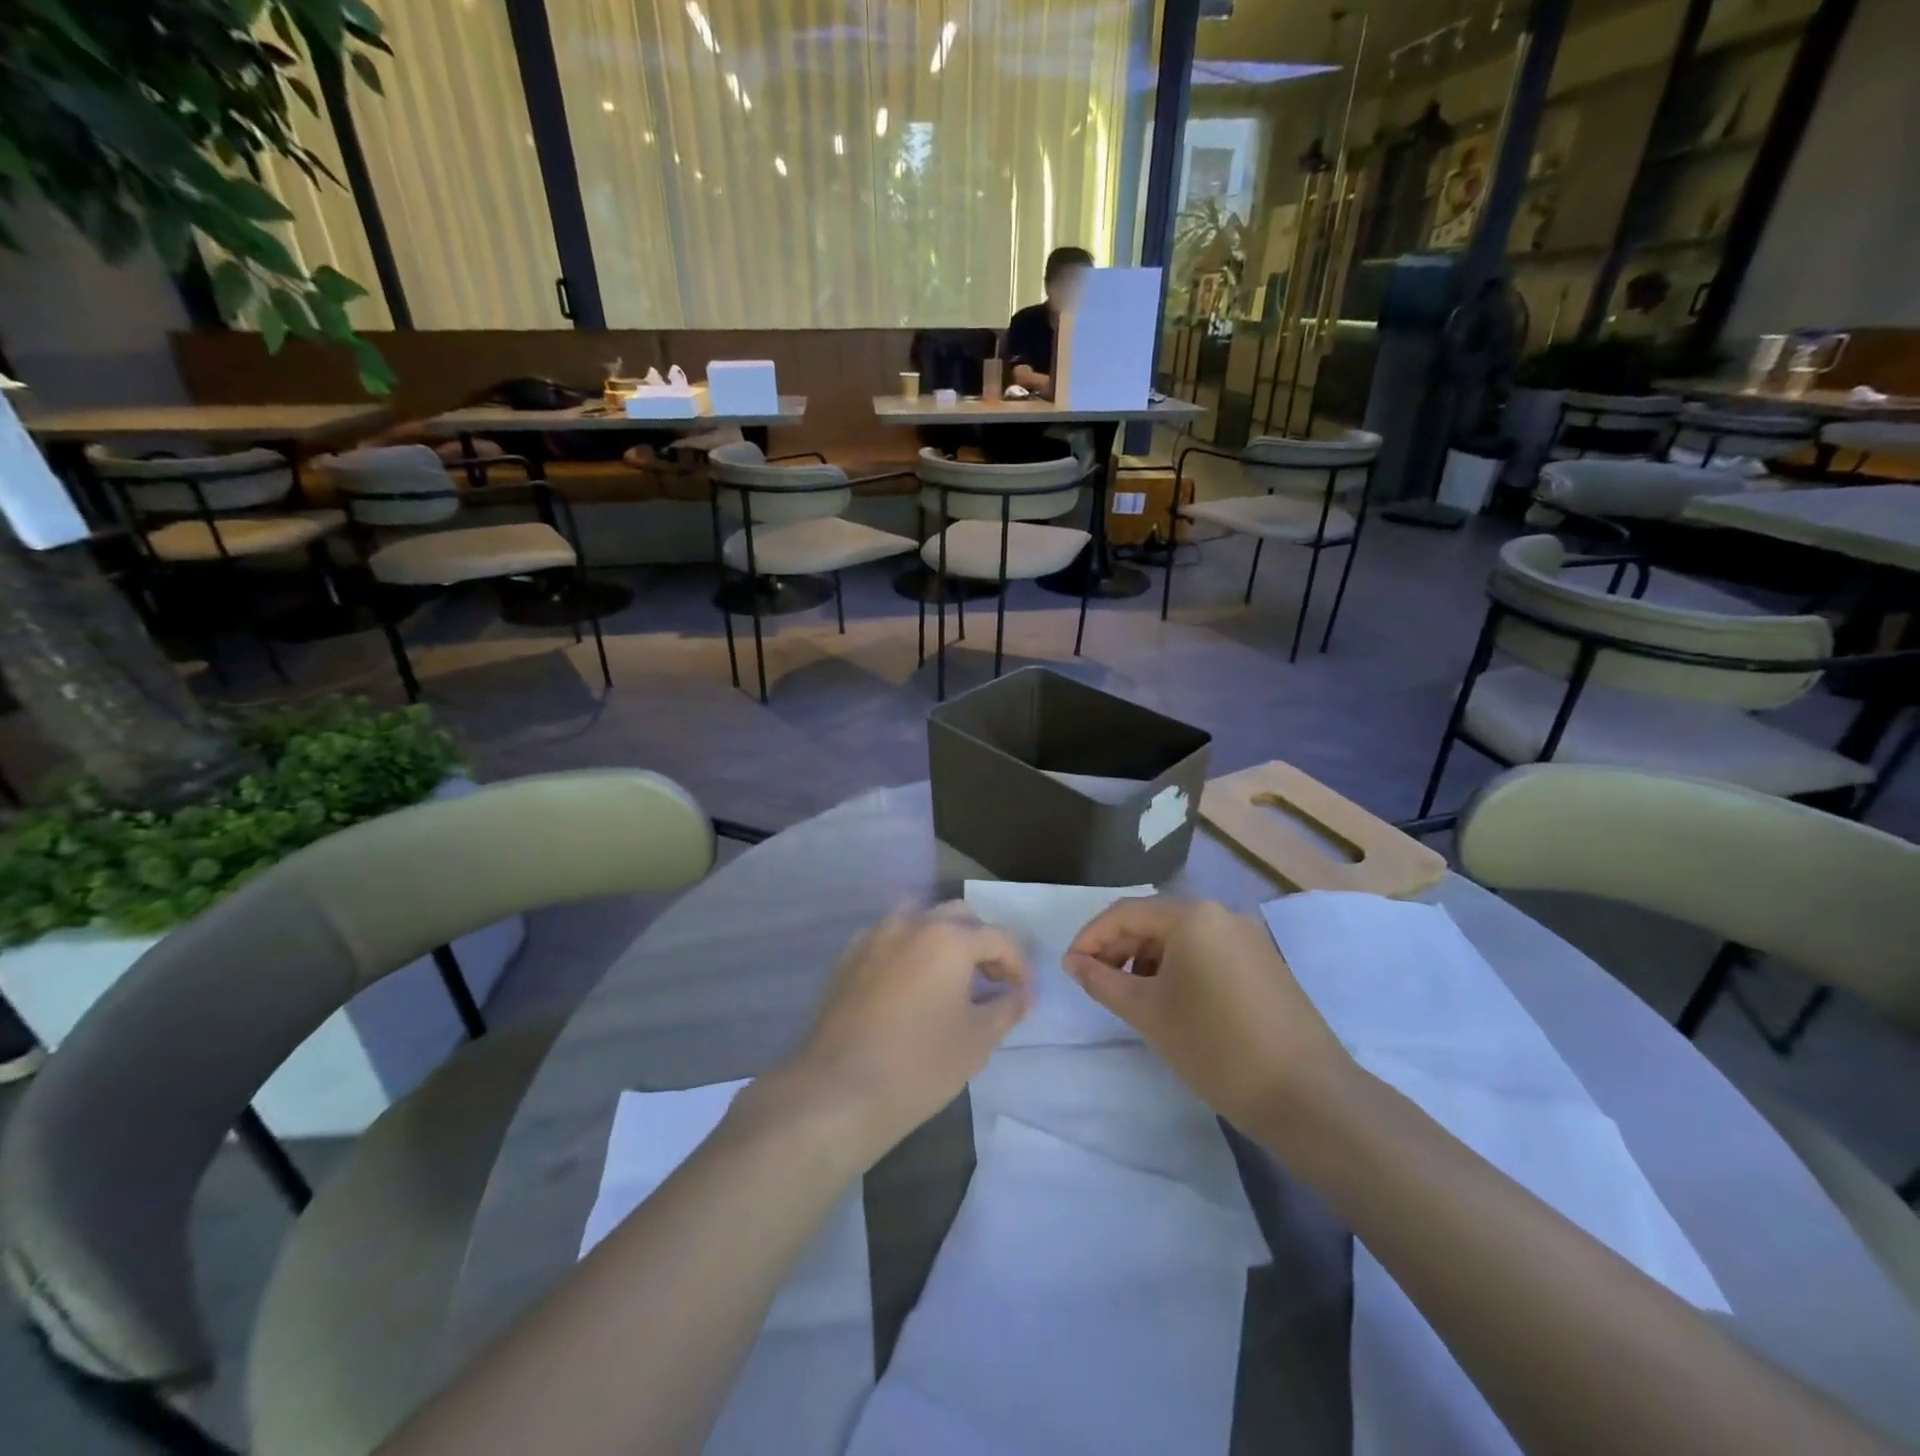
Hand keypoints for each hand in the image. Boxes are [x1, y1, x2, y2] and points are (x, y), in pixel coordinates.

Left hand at [765, 905, 1029, 1162]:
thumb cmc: (919, 1065)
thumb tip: (1021, 995)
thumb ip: (1006, 1009)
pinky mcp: (847, 957)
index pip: (997, 937)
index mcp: (949, 937)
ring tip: (949, 976)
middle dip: (980, 943)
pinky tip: (909, 985)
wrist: (839, 1090)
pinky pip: (887, 938)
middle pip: (958, 917)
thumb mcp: (977, 1041)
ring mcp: (874, 936)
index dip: (1018, 965)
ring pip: (918, 918)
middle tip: (991, 981)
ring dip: (941, 937)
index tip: (1023, 994)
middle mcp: (911, 923)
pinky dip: (907, 950)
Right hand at [1063, 898, 1350, 1127]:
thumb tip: (1074, 963)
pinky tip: (1171, 1002)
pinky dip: (1179, 969)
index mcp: (1193, 916)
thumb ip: (1104, 982)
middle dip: (1118, 949)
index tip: (1069, 969)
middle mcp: (1222, 914)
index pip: (1125, 913)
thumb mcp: (1149, 1014)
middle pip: (1154, 921)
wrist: (1309, 1098)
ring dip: (1147, 960)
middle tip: (1095, 984)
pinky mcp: (1263, 964)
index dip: (1090, 938)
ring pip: (1181, 938)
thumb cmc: (1217, 1048)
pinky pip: (1207, 953)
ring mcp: (1248, 938)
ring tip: (1130, 998)